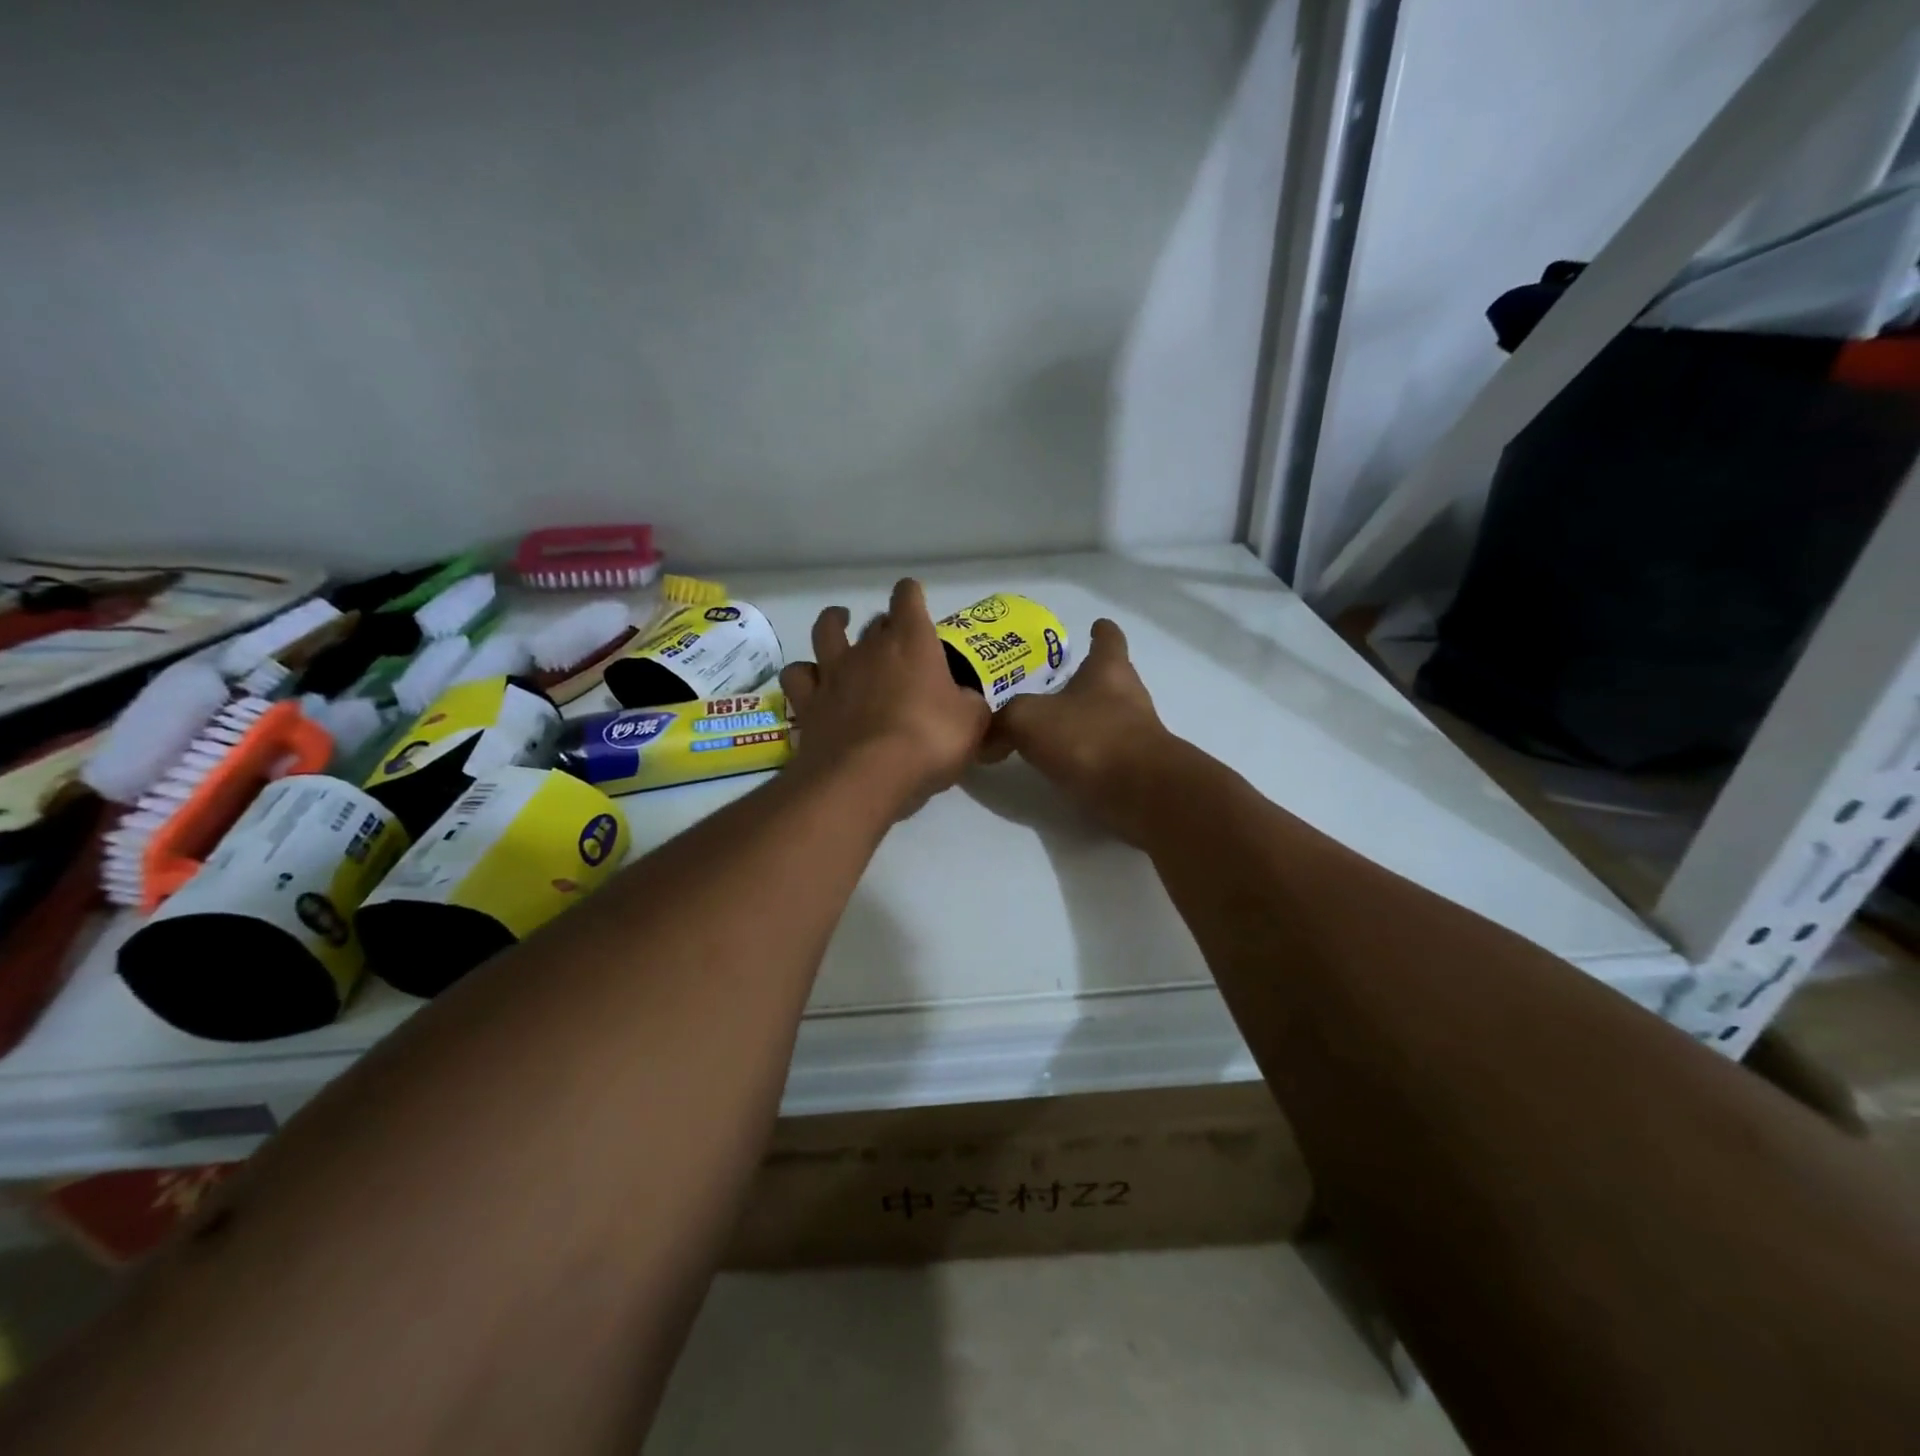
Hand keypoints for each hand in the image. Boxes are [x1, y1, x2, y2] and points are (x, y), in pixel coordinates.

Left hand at [780, 579, 991, 819]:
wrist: (866, 776)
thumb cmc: (929, 741)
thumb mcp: (972, 723)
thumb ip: (970, 705)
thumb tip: (965, 701)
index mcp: (912, 642)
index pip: (908, 597)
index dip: (911, 595)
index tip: (915, 600)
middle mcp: (869, 648)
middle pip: (874, 620)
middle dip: (886, 625)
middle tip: (896, 643)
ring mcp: (834, 673)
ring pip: (826, 631)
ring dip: (833, 623)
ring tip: (838, 624)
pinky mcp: (808, 703)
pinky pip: (798, 675)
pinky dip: (804, 673)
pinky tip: (812, 680)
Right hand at [985, 619, 1171, 843]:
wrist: (1140, 793)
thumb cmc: (1088, 737)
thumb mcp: (1027, 720)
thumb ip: (1001, 724)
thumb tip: (981, 740)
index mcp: (1108, 670)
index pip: (1108, 640)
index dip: (1101, 632)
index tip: (1096, 625)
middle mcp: (1128, 696)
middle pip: (1109, 679)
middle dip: (1086, 681)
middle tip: (1055, 684)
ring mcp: (1136, 735)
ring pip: (1107, 718)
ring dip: (1084, 721)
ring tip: (1051, 727)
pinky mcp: (1135, 770)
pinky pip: (1104, 755)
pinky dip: (1085, 757)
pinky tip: (1061, 765)